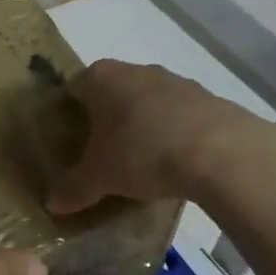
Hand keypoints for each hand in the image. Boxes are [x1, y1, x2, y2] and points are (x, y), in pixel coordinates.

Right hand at [45, 59, 275, 213]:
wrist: (223, 153)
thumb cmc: (143, 153)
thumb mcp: (100, 177)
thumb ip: (73, 188)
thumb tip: (51, 204)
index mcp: (101, 78)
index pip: (74, 88)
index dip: (69, 113)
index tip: (71, 140)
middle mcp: (136, 70)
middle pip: (112, 92)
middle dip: (107, 118)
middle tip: (103, 153)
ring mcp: (176, 81)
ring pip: (148, 101)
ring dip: (143, 124)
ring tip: (141, 161)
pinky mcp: (209, 98)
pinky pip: (180, 115)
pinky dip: (174, 133)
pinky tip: (176, 163)